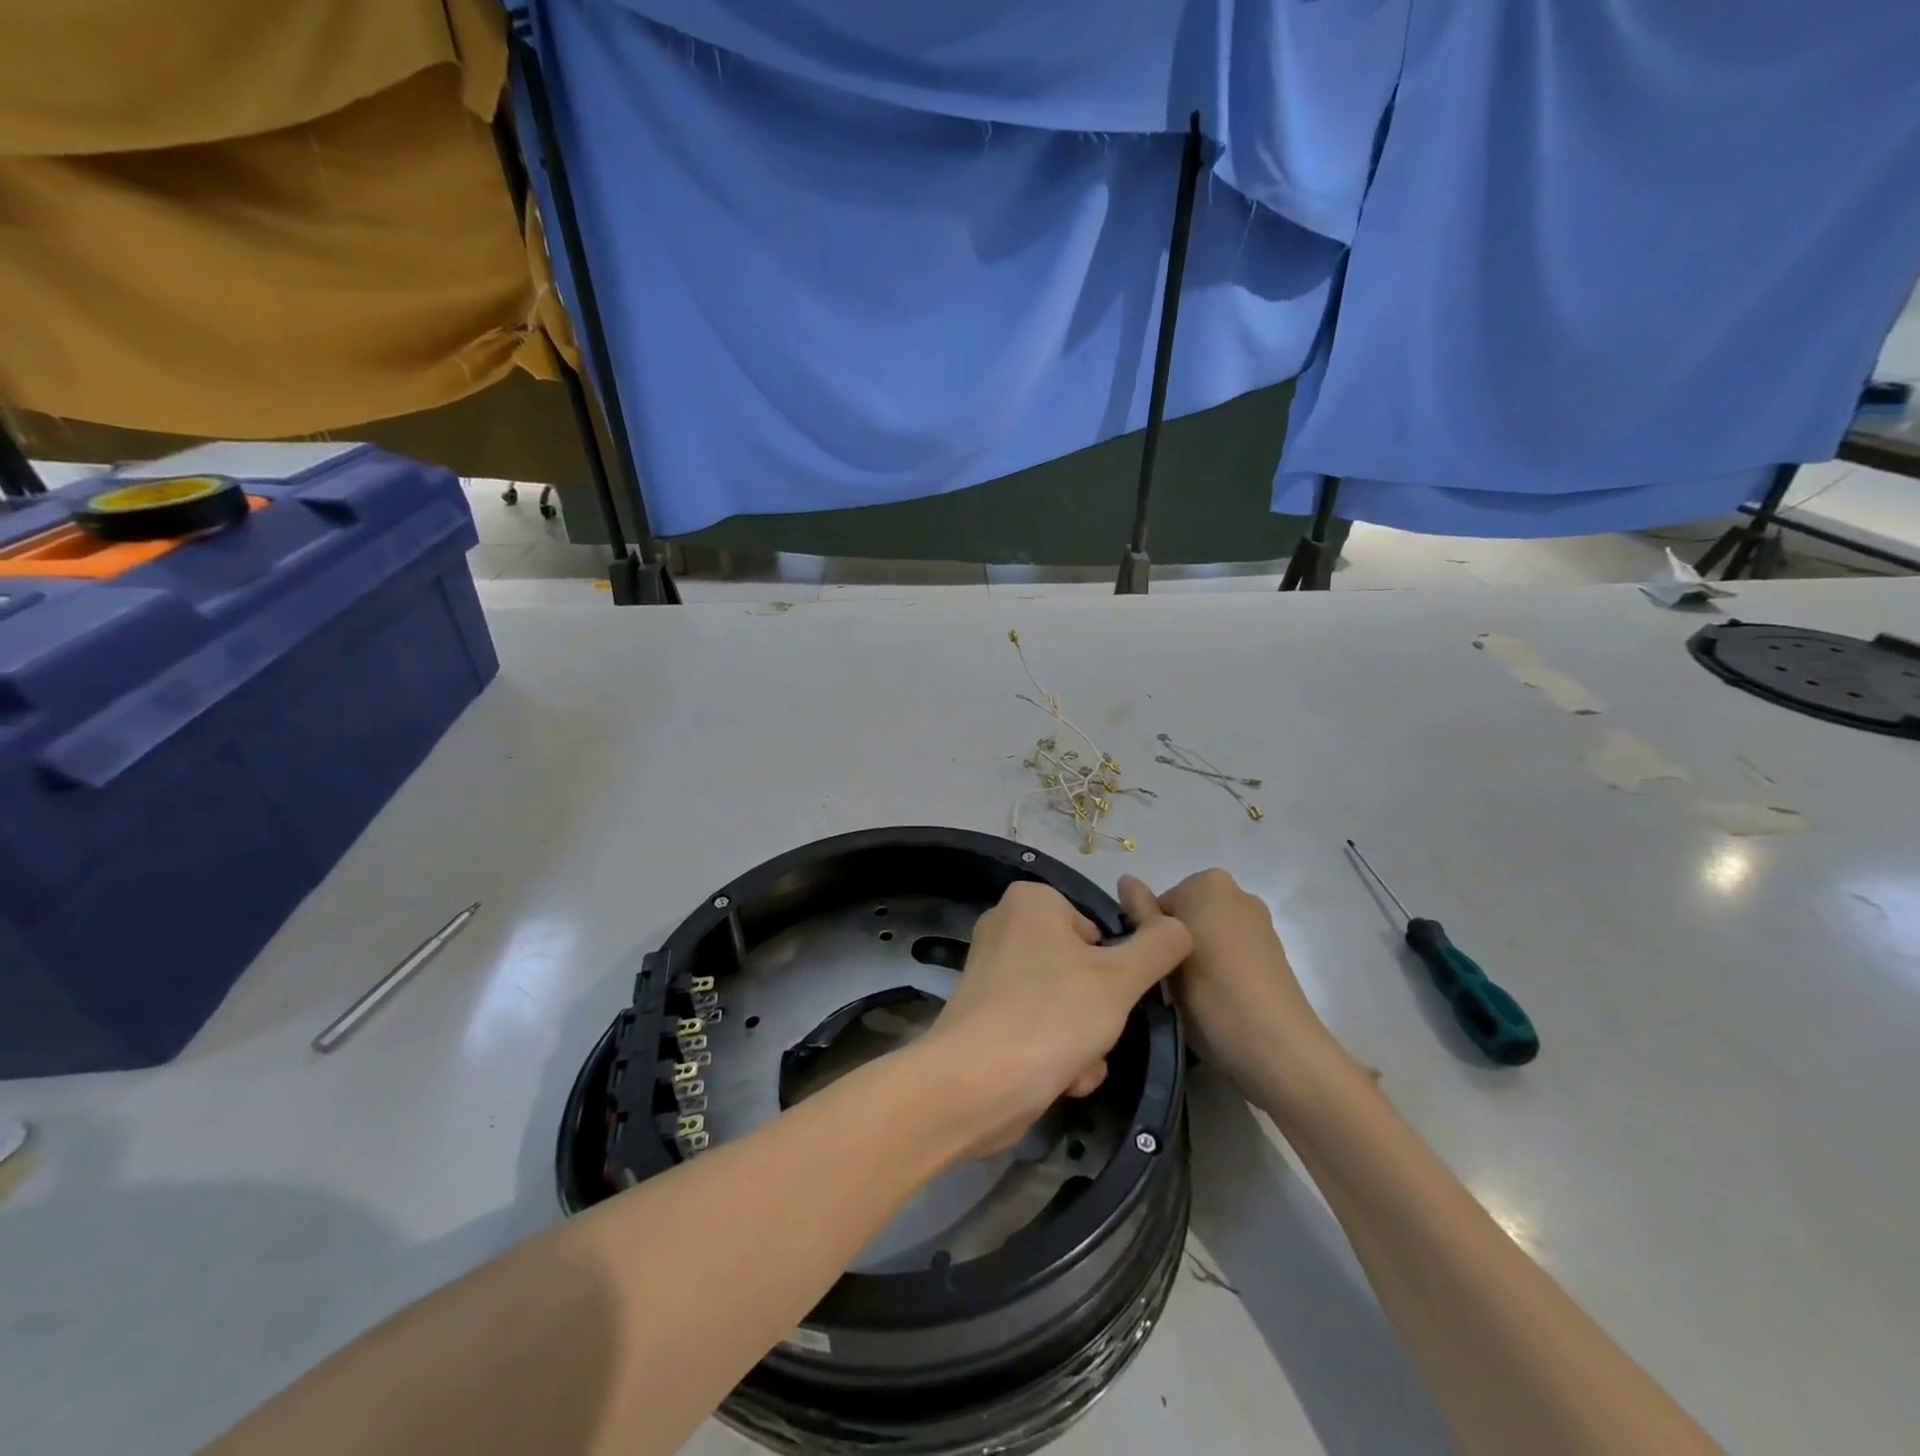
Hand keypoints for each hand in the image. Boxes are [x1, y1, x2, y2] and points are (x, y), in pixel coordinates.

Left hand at [920, 880, 1191, 1157]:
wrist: (976, 1084)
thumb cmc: (1052, 1015)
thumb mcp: (1121, 977)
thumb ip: (1159, 945)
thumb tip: (1180, 924)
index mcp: (1031, 900)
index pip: (1099, 927)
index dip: (1115, 965)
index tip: (1116, 994)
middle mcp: (1006, 926)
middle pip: (1083, 968)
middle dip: (1100, 1012)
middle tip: (1098, 1033)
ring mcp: (992, 972)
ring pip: (1066, 1003)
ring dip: (1085, 1040)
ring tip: (1078, 1063)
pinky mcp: (986, 1014)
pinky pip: (1039, 1025)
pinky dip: (1057, 1053)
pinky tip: (1061, 1079)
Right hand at [1119, 869, 1337, 1094]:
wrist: (1277, 1046)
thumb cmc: (1210, 993)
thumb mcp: (1162, 953)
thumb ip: (1141, 913)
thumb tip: (1126, 879)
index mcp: (1207, 882)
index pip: (1156, 905)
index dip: (1148, 939)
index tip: (1151, 969)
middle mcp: (1237, 893)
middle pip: (1183, 917)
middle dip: (1173, 945)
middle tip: (1167, 985)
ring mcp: (1259, 923)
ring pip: (1206, 936)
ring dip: (1194, 960)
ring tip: (1191, 999)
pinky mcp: (1273, 953)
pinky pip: (1229, 953)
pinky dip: (1219, 970)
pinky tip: (1217, 1001)